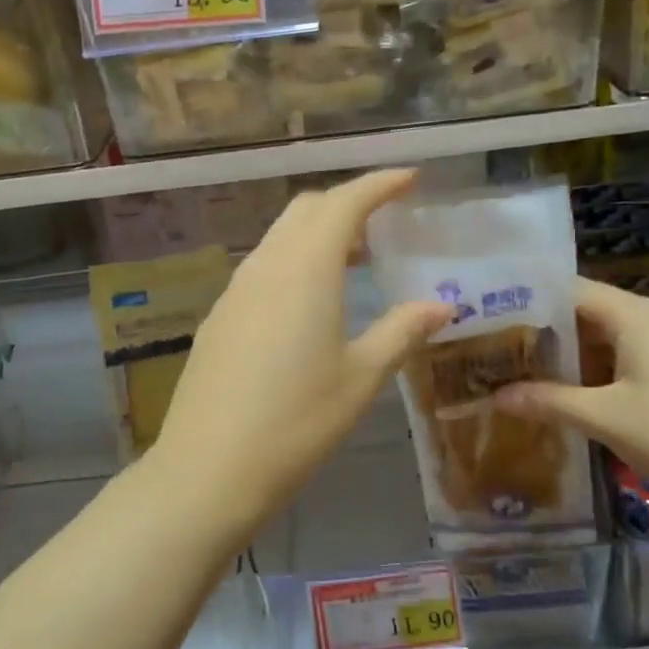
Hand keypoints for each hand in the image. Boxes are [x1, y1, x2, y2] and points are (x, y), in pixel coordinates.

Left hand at [145, 169, 451, 532]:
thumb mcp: (361, 378)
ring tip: (353, 260)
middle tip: (383, 223)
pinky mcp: (220, 316)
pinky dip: (293, 261)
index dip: (378, 184)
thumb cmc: (296, 422)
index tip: (409, 178)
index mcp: (305, 270)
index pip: (344, 203)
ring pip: (279, 236)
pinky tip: (308, 301)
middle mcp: (266, 266)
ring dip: (317, 233)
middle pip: (306, 209)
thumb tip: (441, 306)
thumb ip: (401, 332)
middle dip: (346, 202)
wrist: (208, 469)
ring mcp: (235, 290)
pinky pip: (262, 266)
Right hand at [495, 276, 648, 517]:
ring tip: (521, 370)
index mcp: (632, 315)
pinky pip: (626, 354)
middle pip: (584, 311)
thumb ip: (550, 402)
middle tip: (495, 349)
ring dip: (568, 353)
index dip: (524, 300)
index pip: (566, 289)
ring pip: (605, 336)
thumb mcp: (608, 420)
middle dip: (541, 331)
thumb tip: (496, 396)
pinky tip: (572, 392)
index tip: (486, 317)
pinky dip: (595, 368)